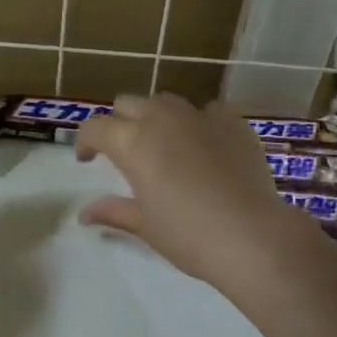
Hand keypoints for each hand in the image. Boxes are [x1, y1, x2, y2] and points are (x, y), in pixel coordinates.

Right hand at [76, 94, 316, 286]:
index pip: (95, 127)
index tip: (87, 160)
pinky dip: (198, 122)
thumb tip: (84, 213)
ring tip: (164, 144)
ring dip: (156, 117)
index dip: (85, 141)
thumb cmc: (188, 234)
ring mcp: (200, 115)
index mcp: (132, 142)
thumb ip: (113, 211)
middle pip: (128, 103)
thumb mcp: (144, 225)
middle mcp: (162, 118)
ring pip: (166, 101)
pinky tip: (205, 146)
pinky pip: (207, 110)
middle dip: (119, 122)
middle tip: (125, 152)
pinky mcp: (232, 121)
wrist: (252, 236)